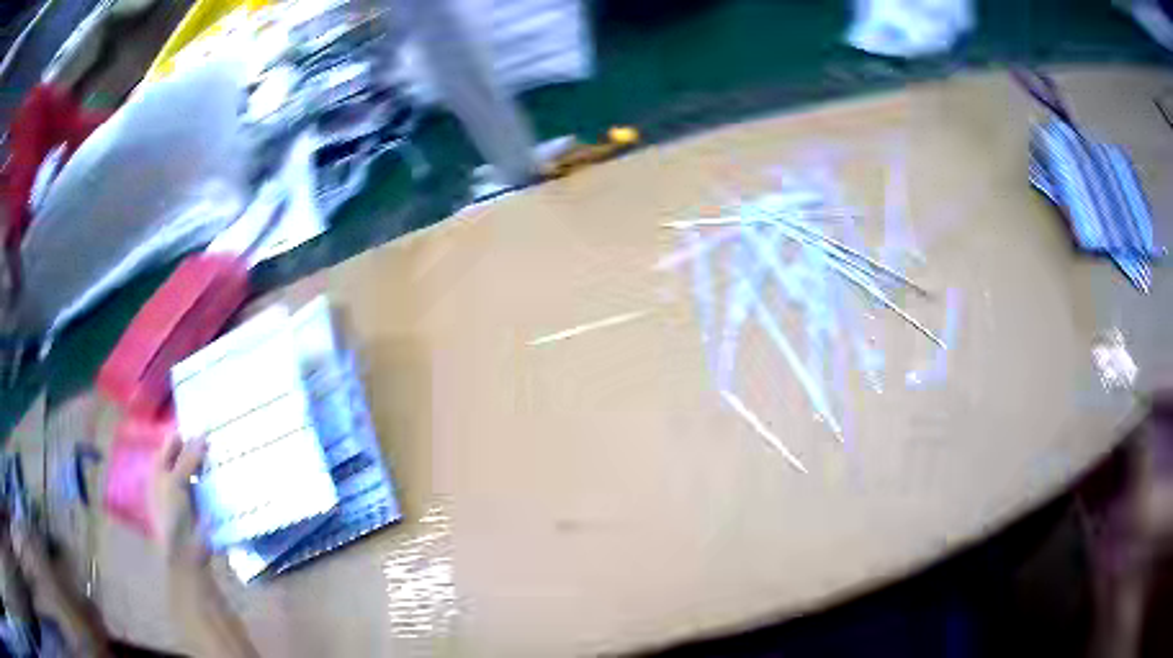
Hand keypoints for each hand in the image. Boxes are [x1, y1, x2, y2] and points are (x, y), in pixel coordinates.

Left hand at [149, 436, 259, 656]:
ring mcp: (185, 493)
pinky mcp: (199, 506)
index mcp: (158, 470)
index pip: (170, 443)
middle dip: (197, 446)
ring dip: (207, 463)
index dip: (183, 433)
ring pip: (196, 470)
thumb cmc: (173, 515)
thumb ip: (188, 458)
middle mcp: (169, 478)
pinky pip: (206, 485)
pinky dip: (213, 479)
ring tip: (223, 451)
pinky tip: (225, 473)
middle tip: (216, 435)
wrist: (186, 555)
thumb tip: (202, 433)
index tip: (202, 422)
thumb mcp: (176, 482)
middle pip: (183, 455)